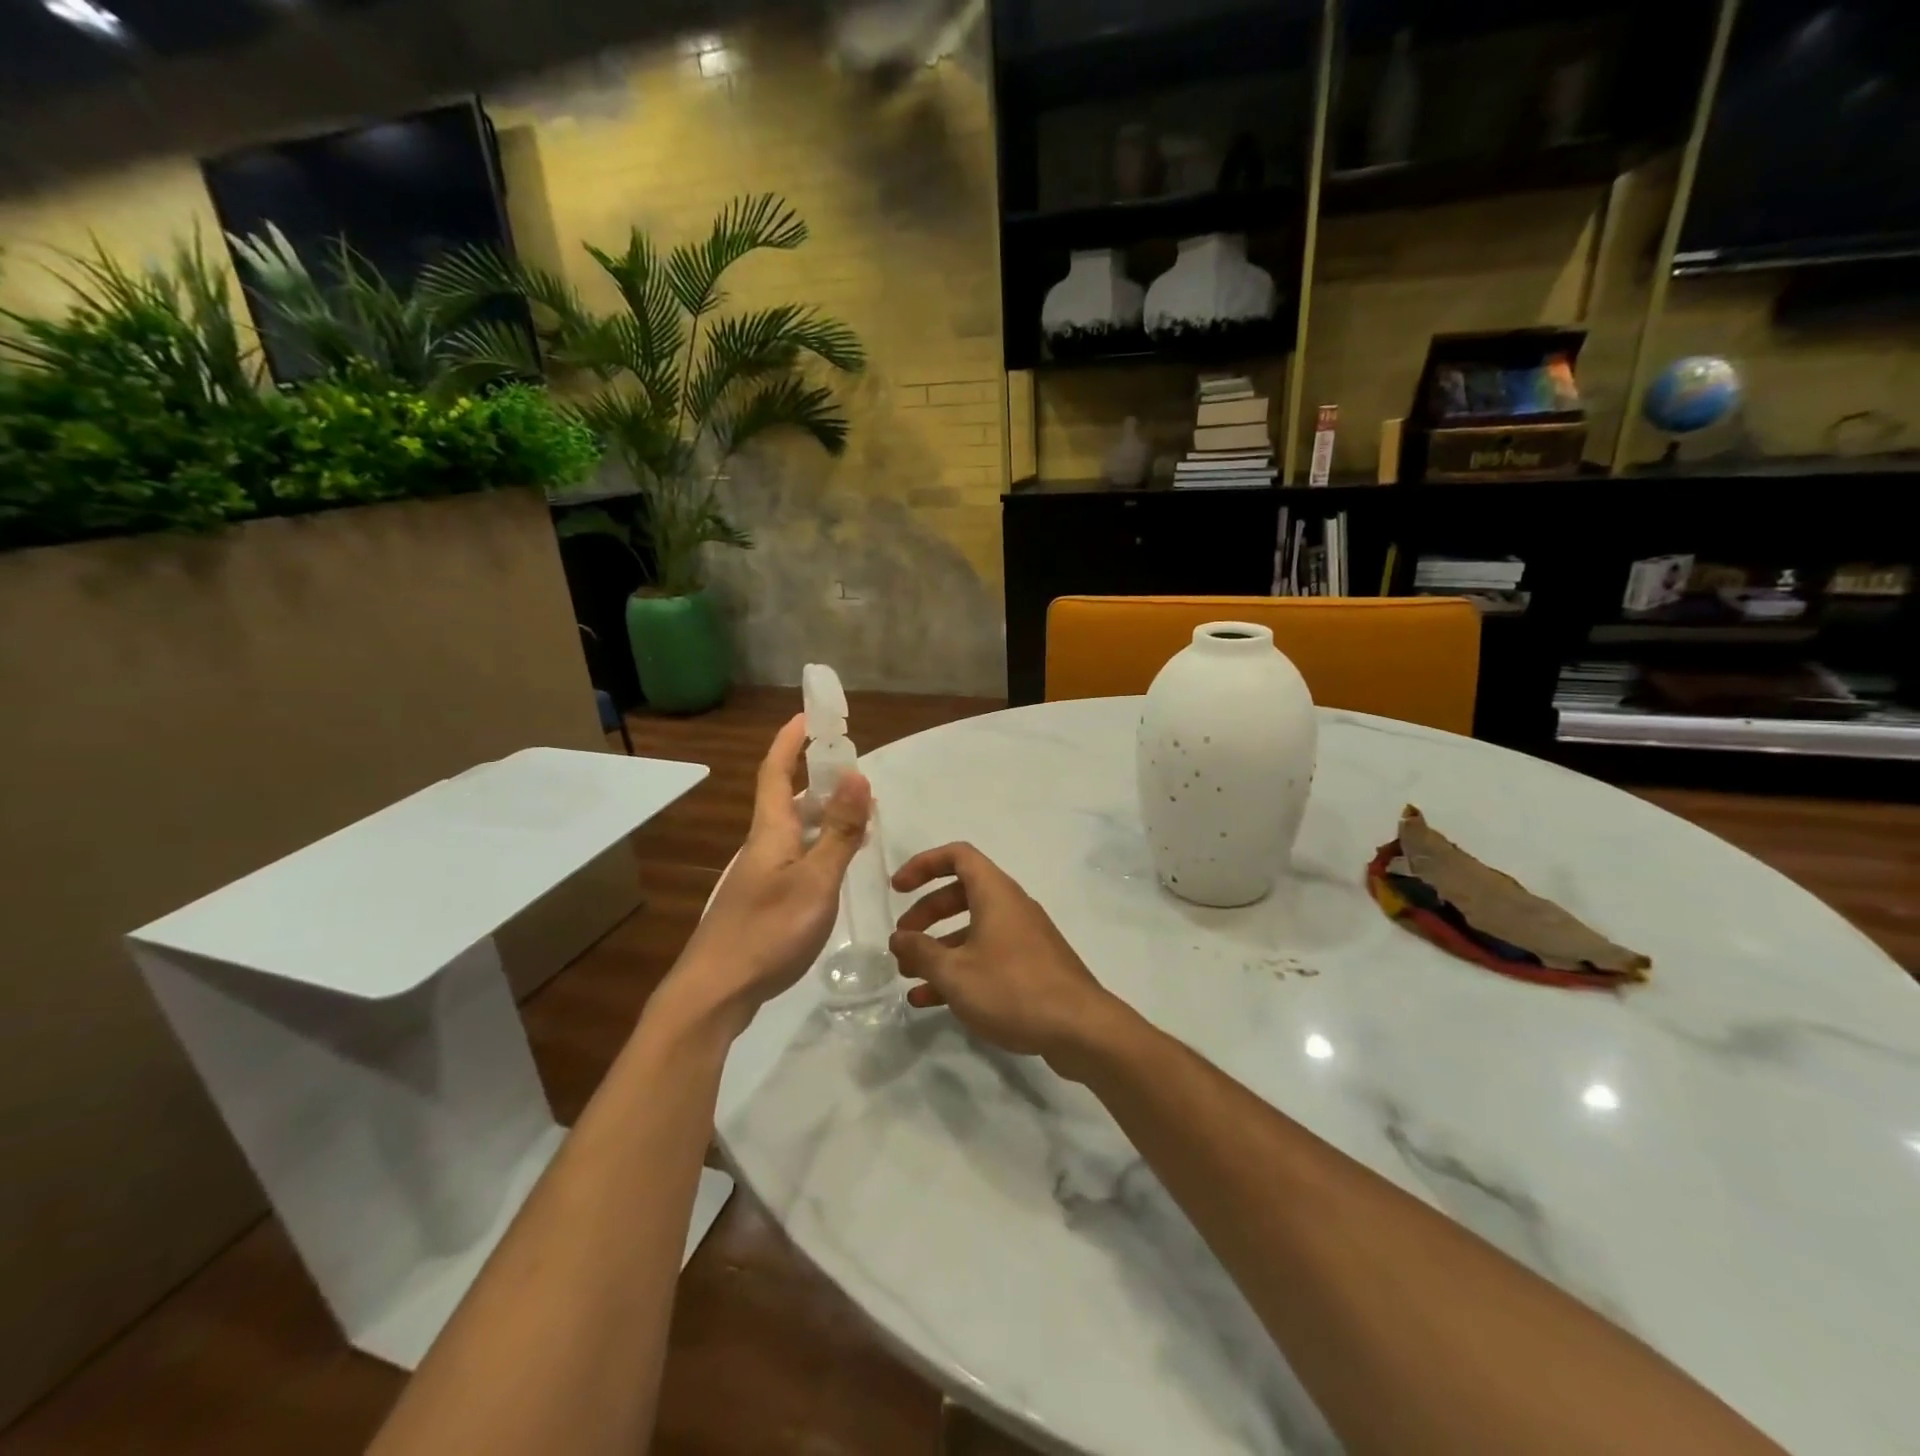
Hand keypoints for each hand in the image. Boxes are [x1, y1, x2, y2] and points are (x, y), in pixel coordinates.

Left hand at [665, 714, 871, 1033]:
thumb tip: (858, 775)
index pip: (776, 771)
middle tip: (856, 777)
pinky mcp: (763, 902)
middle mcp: (762, 846)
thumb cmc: (768, 931)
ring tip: (860, 819)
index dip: (790, 741)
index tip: (807, 715)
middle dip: (818, 780)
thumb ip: (840, 832)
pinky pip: (797, 858)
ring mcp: (761, 876)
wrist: (716, 992)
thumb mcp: (816, 880)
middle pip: (788, 800)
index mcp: (770, 831)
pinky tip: (837, 866)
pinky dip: (821, 848)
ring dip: (825, 817)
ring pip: (795, 832)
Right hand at [889, 842, 1122, 1076]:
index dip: (923, 865)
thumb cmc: (1012, 989)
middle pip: (961, 894)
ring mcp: (1023, 938)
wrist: (1080, 1029)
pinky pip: (987, 956)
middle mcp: (1011, 907)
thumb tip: (899, 937)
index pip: (958, 856)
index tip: (897, 889)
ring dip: (939, 948)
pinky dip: (960, 970)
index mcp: (995, 893)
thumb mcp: (955, 972)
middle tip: (902, 941)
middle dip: (926, 915)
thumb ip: (921, 951)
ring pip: (973, 929)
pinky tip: (931, 1001)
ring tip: (909, 976)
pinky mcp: (1031, 967)